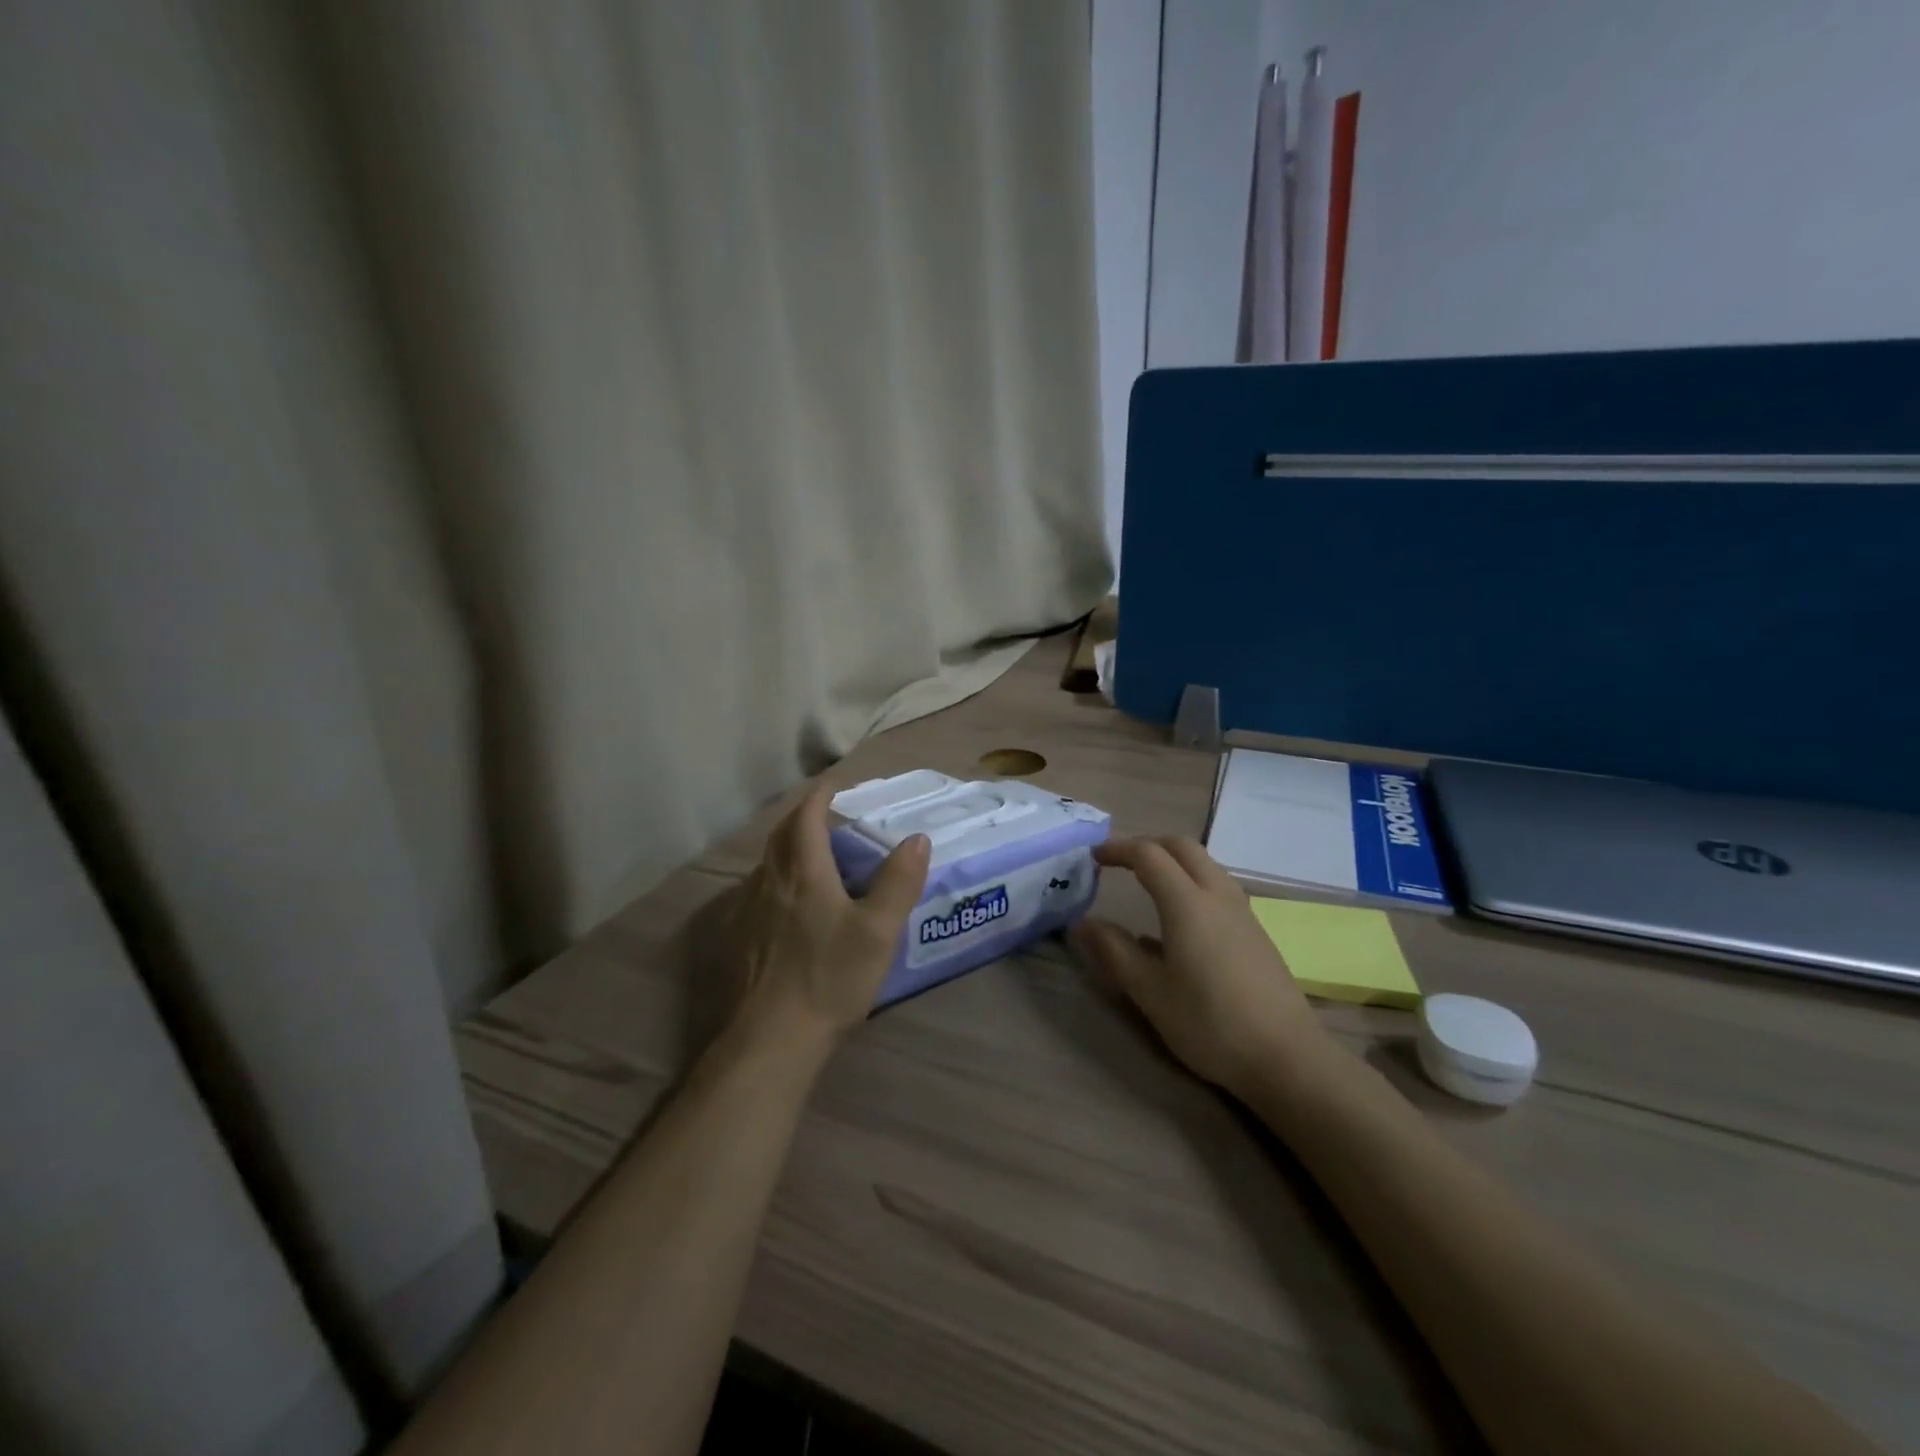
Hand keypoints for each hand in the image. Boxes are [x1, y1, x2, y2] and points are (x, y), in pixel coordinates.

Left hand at [721, 788, 929, 1056]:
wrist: (773, 1038)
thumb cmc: (830, 977)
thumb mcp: (879, 930)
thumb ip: (899, 881)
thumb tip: (917, 838)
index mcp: (803, 873)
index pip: (804, 818)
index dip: (818, 797)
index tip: (834, 787)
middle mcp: (770, 882)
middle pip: (781, 835)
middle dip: (801, 817)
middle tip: (826, 816)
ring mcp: (751, 911)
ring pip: (768, 864)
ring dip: (789, 848)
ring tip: (815, 856)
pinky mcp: (743, 938)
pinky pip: (761, 891)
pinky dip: (780, 879)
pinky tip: (794, 903)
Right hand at [1068, 837, 1331, 1095]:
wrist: (1286, 1057)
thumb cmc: (1210, 1024)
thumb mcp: (1150, 992)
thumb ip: (1114, 951)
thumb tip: (1081, 923)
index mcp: (1187, 903)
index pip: (1148, 855)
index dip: (1118, 849)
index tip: (1094, 858)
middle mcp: (1217, 895)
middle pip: (1182, 847)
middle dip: (1148, 845)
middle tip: (1120, 862)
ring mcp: (1242, 911)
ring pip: (1205, 864)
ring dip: (1173, 861)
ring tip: (1147, 883)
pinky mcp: (1255, 931)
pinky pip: (1218, 886)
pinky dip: (1191, 881)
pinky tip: (1179, 921)